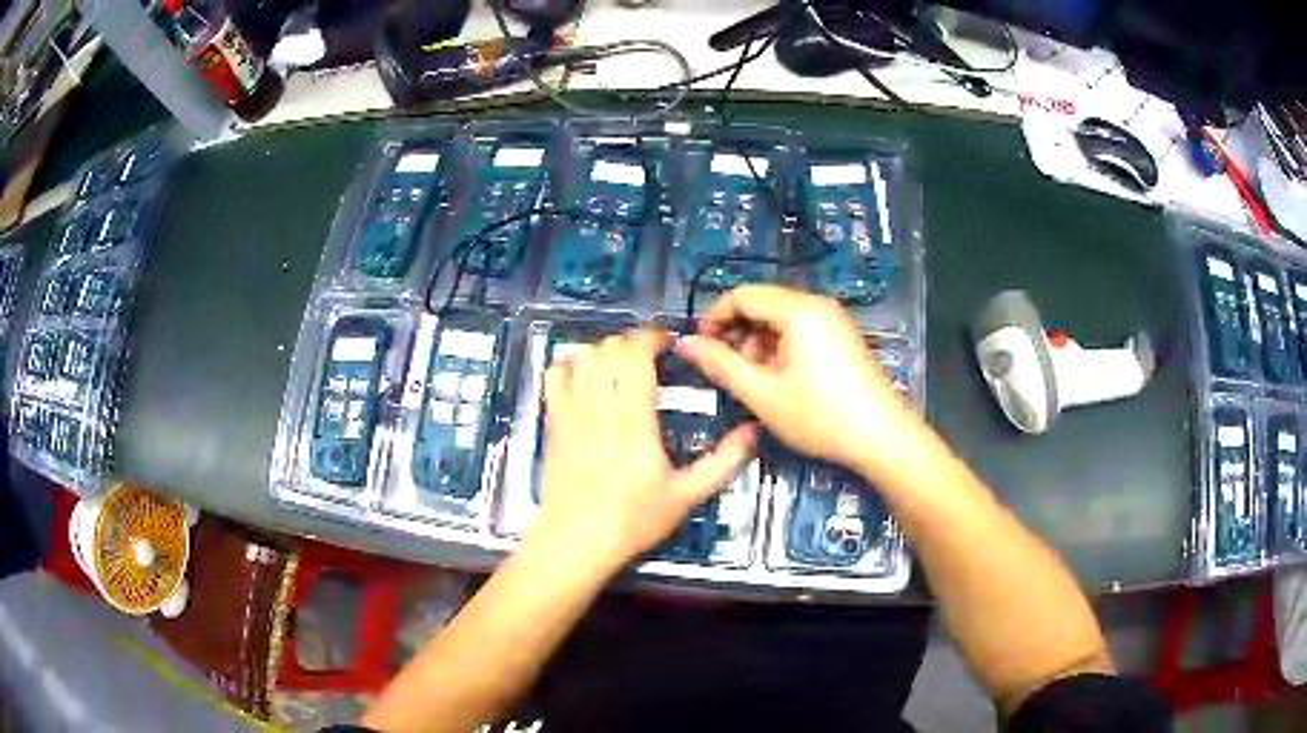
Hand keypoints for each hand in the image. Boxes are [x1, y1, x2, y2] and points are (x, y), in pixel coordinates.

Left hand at [530, 330, 756, 569]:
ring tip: (619, 365)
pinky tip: (584, 376)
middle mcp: (599, 408)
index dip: (651, 338)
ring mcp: (570, 413)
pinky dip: (569, 364)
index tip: (667, 343)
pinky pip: (554, 375)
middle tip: (648, 356)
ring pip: (582, 357)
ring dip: (603, 351)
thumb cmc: (633, 521)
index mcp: (634, 421)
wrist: (577, 541)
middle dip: (631, 342)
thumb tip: (751, 432)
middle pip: (608, 349)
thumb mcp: (686, 496)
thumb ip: (722, 462)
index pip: (635, 356)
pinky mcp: (552, 423)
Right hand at [676, 284, 915, 475]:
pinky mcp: (842, 338)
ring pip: (780, 321)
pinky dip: (781, 351)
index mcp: (798, 309)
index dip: (714, 318)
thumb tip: (684, 343)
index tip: (699, 349)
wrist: (881, 437)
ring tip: (757, 385)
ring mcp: (833, 321)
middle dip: (738, 335)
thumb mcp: (762, 393)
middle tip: (729, 374)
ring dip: (759, 346)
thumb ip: (720, 364)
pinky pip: (801, 332)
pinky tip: (782, 384)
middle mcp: (817, 305)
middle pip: (762, 305)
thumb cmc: (819, 415)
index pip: (742, 295)